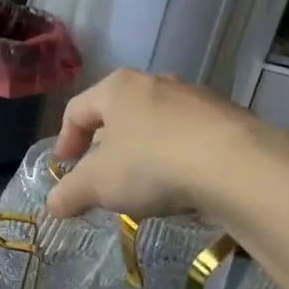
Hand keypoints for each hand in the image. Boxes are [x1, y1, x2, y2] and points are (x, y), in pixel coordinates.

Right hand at [45, 69, 288, 224]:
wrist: (236, 166)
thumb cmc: (151, 164)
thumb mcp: (98, 184)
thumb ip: (70, 193)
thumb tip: (52, 205)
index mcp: (118, 88)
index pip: (77, 109)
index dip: (65, 140)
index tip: (64, 167)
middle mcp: (156, 83)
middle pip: (119, 114)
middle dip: (106, 146)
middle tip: (101, 176)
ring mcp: (196, 98)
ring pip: (156, 124)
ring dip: (143, 151)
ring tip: (142, 185)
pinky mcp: (228, 119)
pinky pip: (189, 138)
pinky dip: (177, 158)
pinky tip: (180, 185)